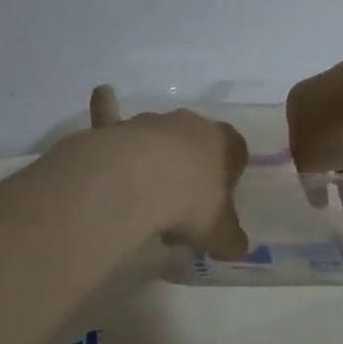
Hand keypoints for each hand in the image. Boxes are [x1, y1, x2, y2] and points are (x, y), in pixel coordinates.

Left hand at [89, 86, 250, 257]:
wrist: (137, 182)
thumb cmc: (190, 204)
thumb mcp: (220, 233)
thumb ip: (231, 239)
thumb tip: (237, 247)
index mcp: (225, 142)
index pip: (236, 154)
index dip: (228, 180)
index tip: (216, 206)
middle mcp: (190, 124)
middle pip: (195, 145)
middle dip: (190, 172)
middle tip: (181, 209)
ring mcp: (152, 122)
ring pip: (158, 138)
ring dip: (156, 161)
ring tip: (145, 201)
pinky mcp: (117, 128)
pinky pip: (112, 114)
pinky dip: (107, 107)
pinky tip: (104, 95)